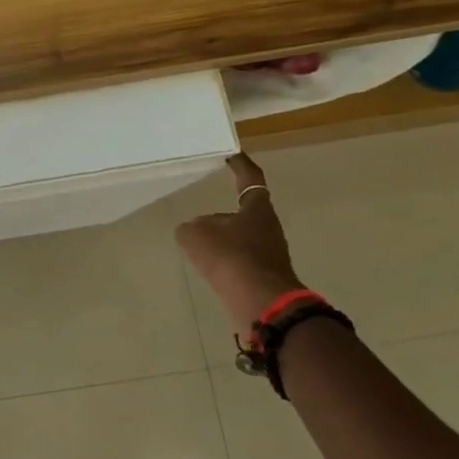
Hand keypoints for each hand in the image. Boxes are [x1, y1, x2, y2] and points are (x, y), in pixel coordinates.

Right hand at [174, 154, 305, 332]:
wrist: (260, 303)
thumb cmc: (231, 258)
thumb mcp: (195, 235)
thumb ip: (190, 228)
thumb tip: (194, 231)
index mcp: (257, 209)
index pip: (249, 179)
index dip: (240, 166)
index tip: (231, 155)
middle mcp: (267, 229)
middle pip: (243, 213)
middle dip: (222, 215)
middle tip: (199, 218)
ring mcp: (268, 254)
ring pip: (239, 240)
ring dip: (221, 242)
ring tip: (197, 247)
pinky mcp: (262, 277)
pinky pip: (237, 262)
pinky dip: (222, 263)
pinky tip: (207, 269)